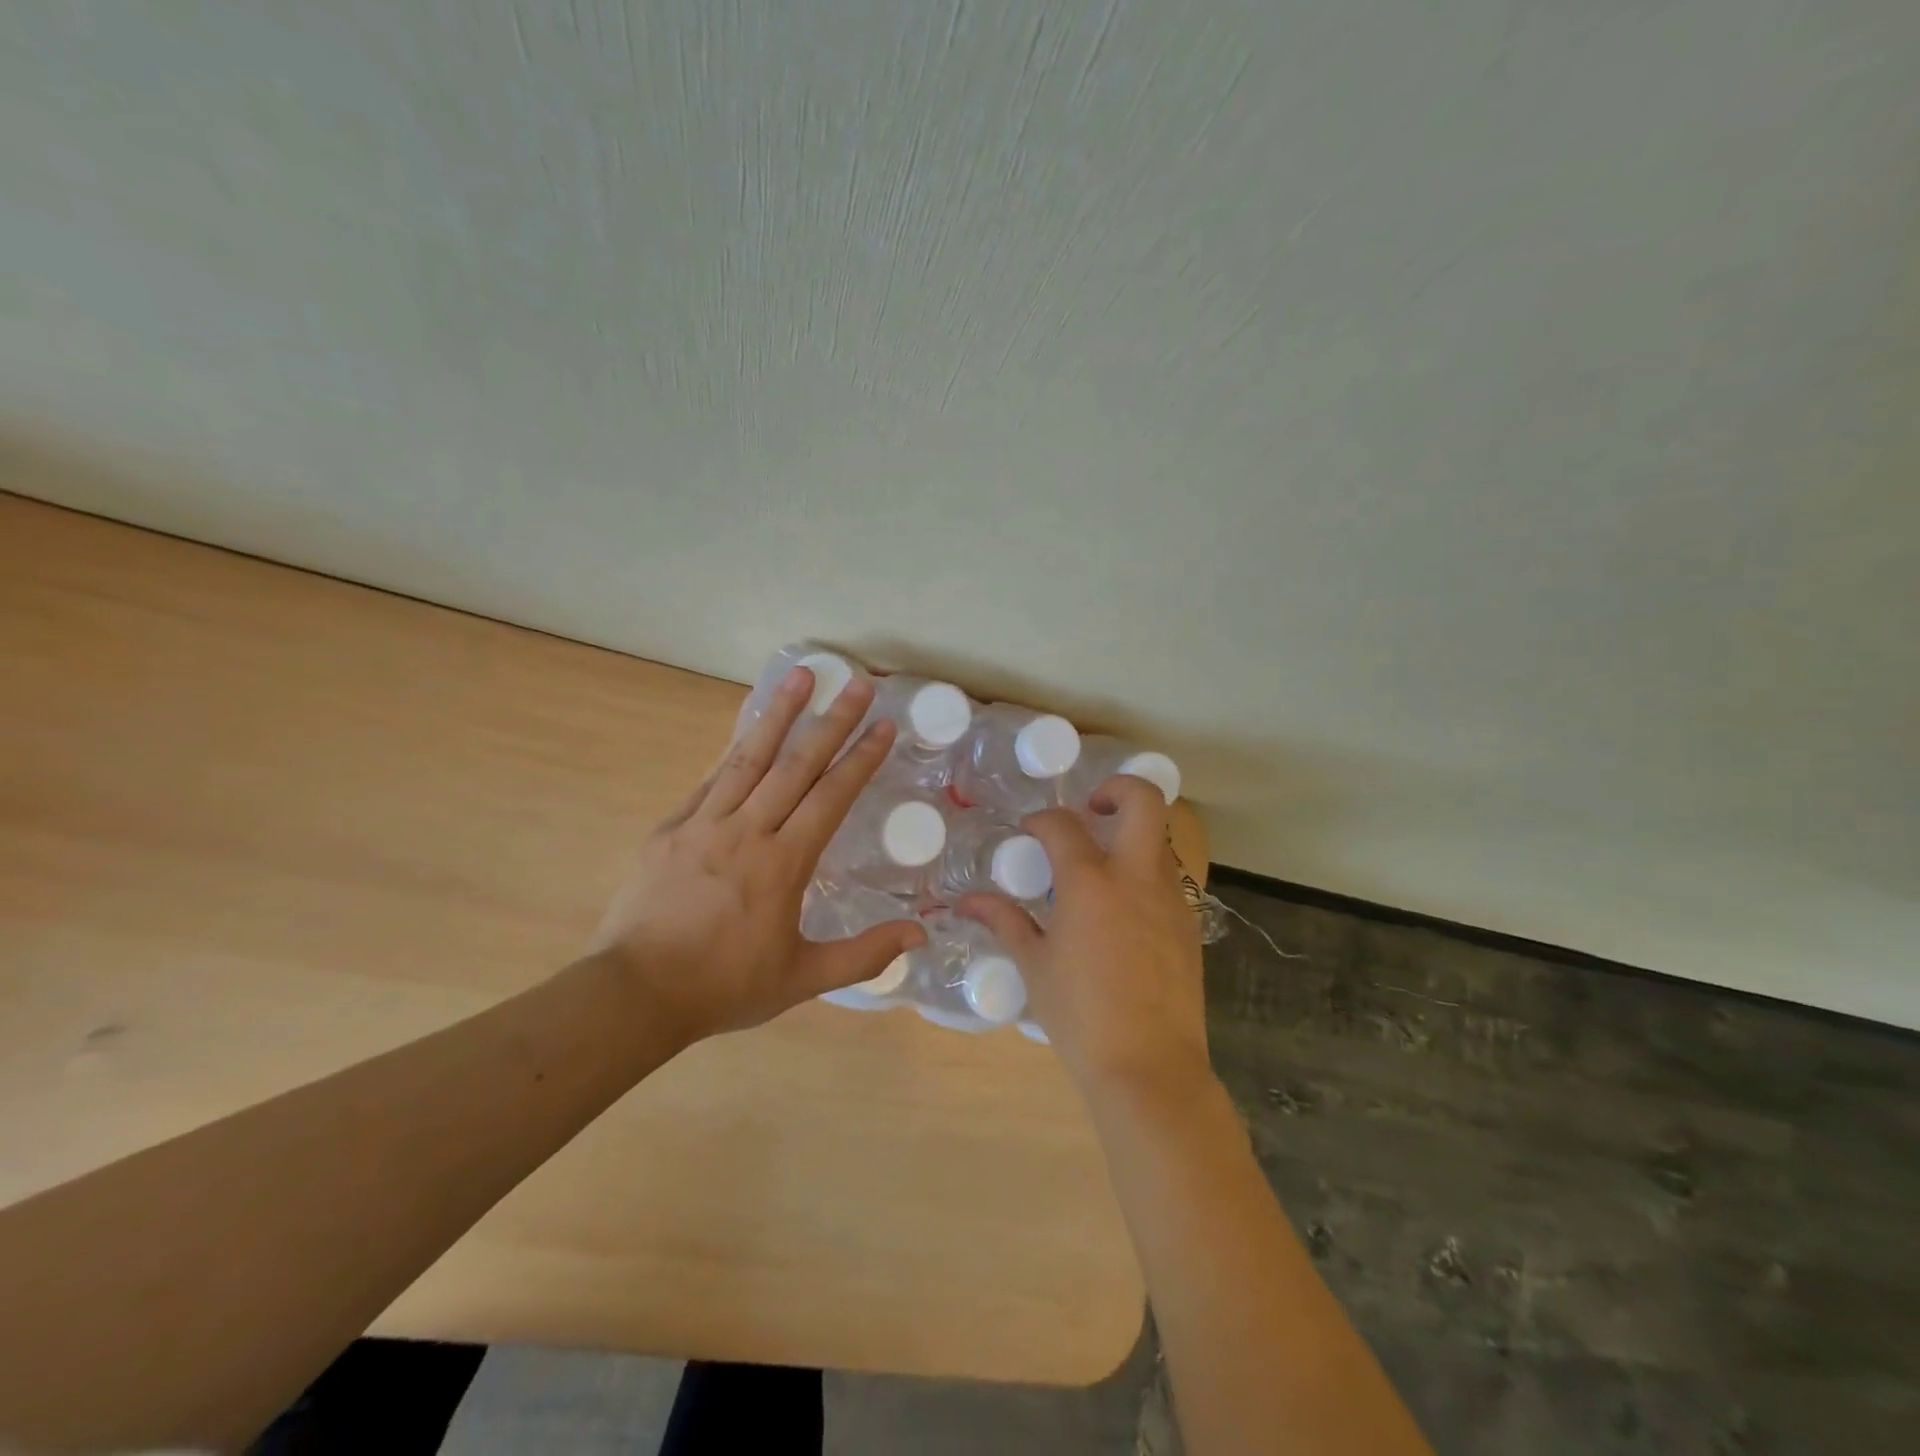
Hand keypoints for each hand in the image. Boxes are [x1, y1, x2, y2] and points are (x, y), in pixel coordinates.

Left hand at [589, 666, 925, 1044]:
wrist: (635, 993)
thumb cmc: (725, 986)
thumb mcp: (803, 978)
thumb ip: (864, 955)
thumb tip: (920, 935)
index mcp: (783, 863)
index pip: (831, 797)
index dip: (861, 758)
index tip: (883, 725)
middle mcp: (747, 830)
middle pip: (796, 764)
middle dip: (832, 721)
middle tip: (857, 683)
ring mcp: (704, 823)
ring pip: (748, 757)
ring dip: (778, 713)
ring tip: (800, 675)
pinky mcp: (670, 827)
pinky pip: (709, 778)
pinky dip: (731, 747)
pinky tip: (745, 726)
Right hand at [959, 776, 1211, 1099]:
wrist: (1150, 1068)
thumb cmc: (1080, 1017)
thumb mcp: (1034, 966)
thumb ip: (1005, 922)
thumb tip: (968, 901)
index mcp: (1090, 883)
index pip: (1063, 825)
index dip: (1041, 820)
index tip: (1029, 831)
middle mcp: (1136, 877)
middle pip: (1143, 800)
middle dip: (1116, 789)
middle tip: (1091, 810)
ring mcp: (1170, 898)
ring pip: (1159, 839)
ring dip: (1130, 836)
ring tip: (1100, 867)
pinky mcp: (1189, 923)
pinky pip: (1167, 878)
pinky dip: (1143, 874)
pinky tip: (1121, 911)